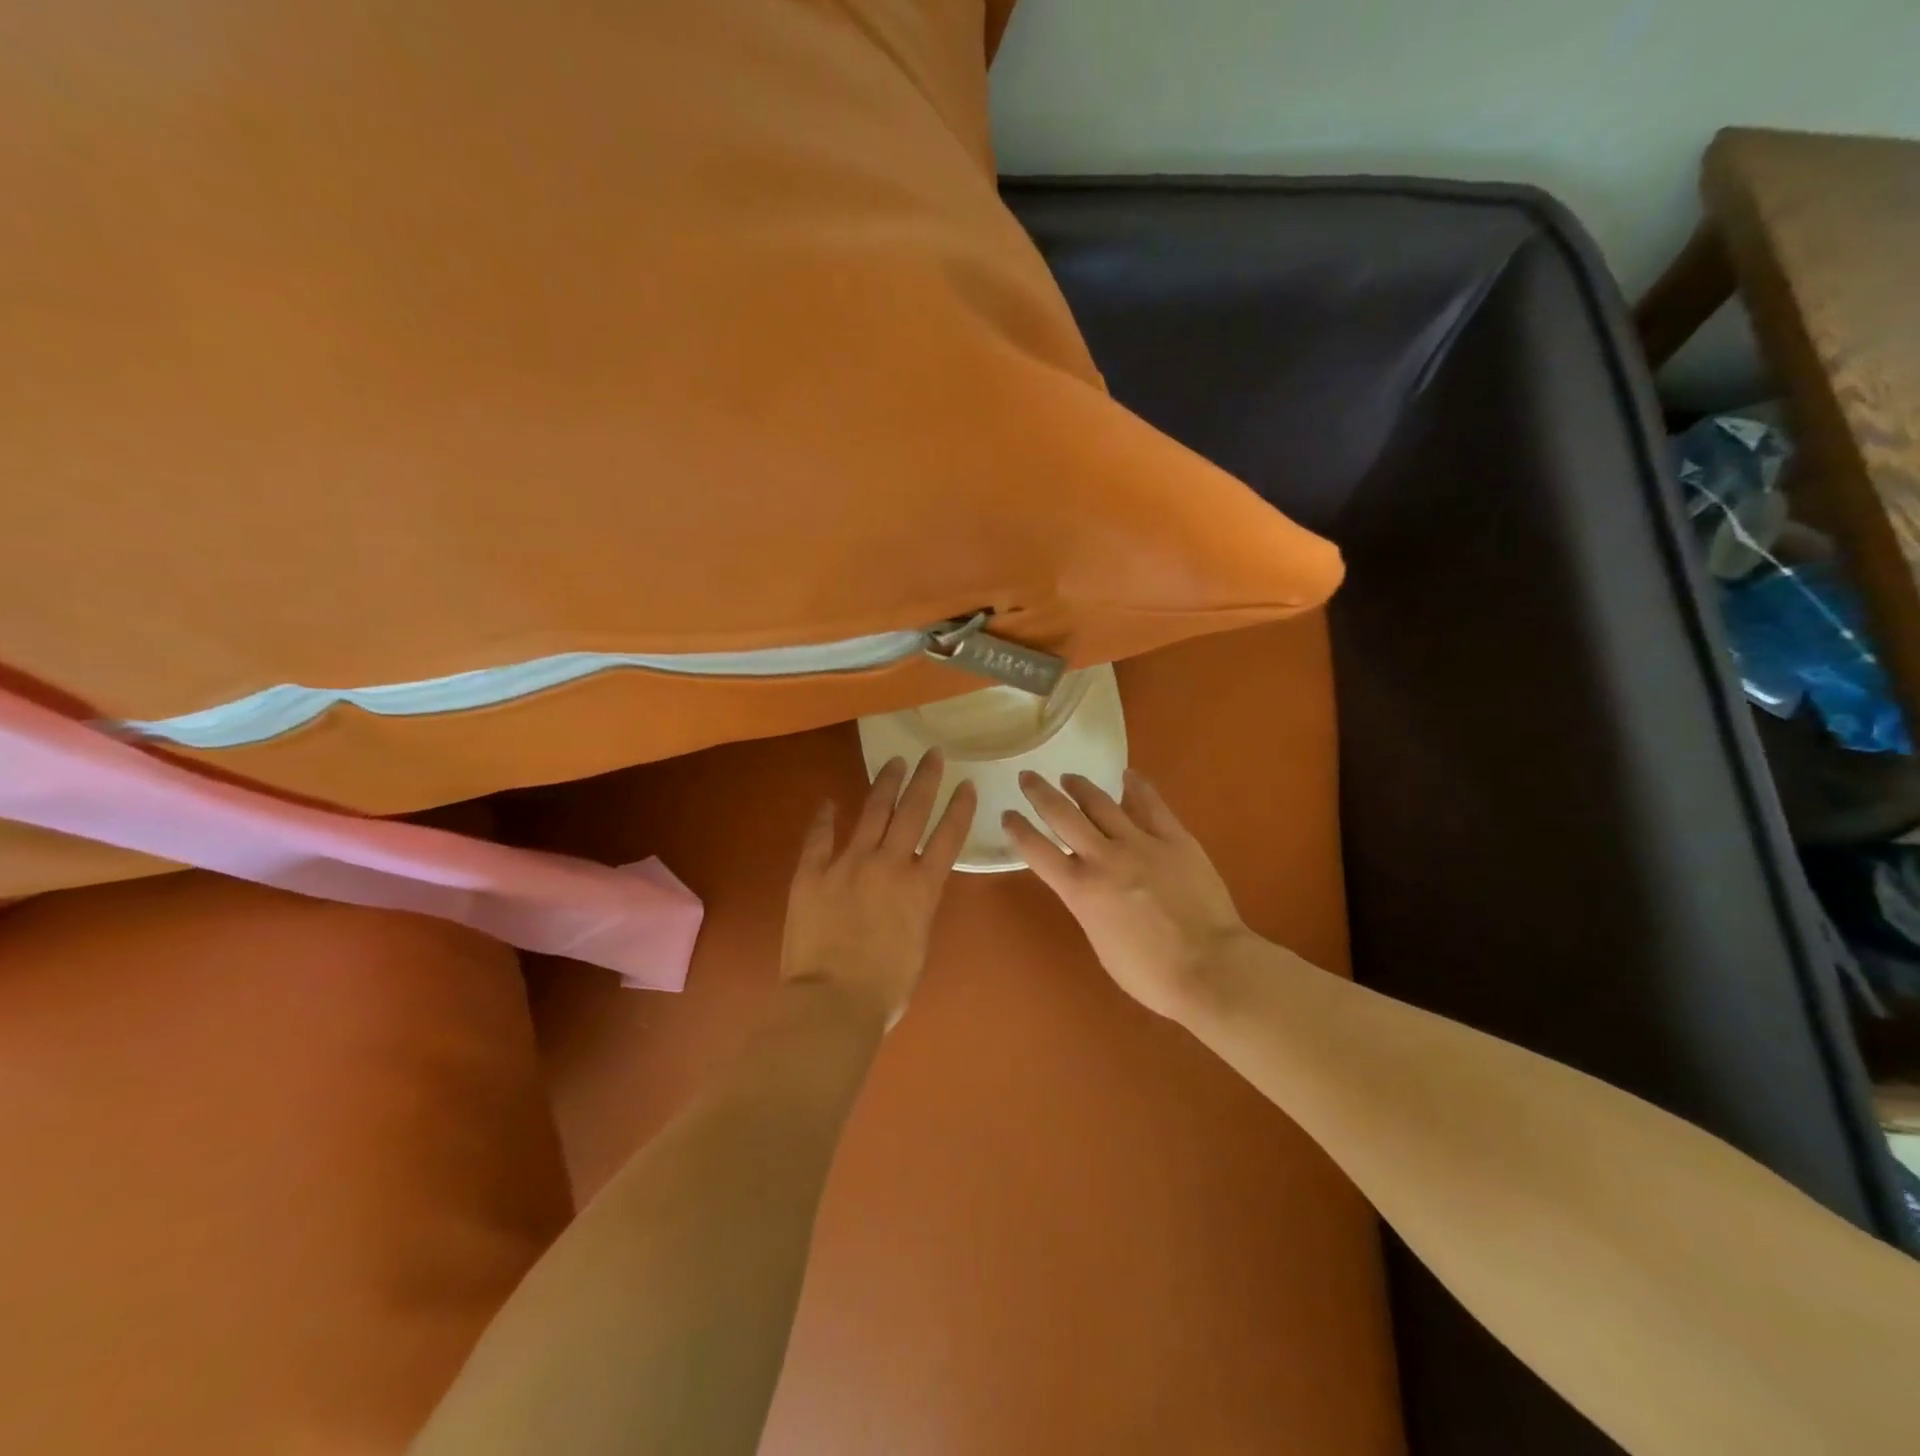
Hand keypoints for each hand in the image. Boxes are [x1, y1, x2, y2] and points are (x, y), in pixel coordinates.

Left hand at [782, 751, 976, 1029]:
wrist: (834, 1001)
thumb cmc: (886, 987)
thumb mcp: (919, 943)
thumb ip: (917, 906)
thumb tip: (911, 887)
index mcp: (921, 887)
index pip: (948, 836)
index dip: (959, 808)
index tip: (966, 784)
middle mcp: (889, 864)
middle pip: (912, 811)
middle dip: (925, 779)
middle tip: (933, 754)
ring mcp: (848, 864)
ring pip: (872, 812)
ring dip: (886, 783)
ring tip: (895, 761)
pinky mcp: (812, 873)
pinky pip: (819, 837)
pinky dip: (825, 817)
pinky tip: (829, 801)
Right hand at [1004, 770, 1249, 1019]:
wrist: (1210, 967)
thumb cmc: (1150, 973)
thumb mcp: (1100, 942)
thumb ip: (1088, 906)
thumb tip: (1088, 886)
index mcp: (1080, 890)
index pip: (1037, 851)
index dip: (1018, 829)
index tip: (1007, 814)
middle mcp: (1104, 858)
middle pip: (1063, 815)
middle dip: (1040, 794)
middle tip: (1028, 778)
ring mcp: (1141, 843)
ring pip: (1102, 803)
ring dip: (1081, 786)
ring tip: (1069, 777)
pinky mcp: (1175, 839)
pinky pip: (1151, 805)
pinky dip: (1136, 787)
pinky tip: (1127, 775)